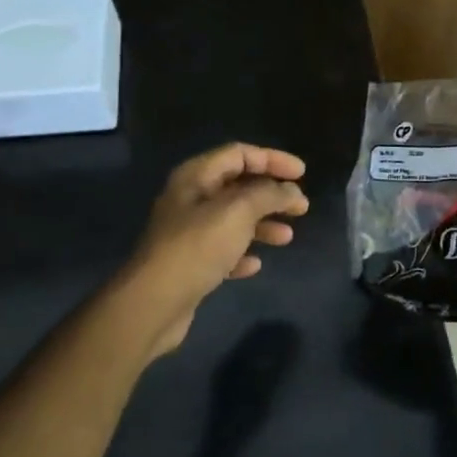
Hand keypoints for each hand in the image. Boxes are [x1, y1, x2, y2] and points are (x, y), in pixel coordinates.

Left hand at [128, 143, 308, 354]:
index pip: (240, 154)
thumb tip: (291, 191)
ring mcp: (188, 232)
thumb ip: (268, 194)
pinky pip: (222, 250)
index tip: (303, 174)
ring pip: (233, 220)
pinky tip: (255, 265)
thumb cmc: (197, 247)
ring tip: (286, 237)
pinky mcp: (189, 263)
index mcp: (196, 176)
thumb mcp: (238, 211)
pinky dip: (242, 253)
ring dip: (262, 224)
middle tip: (301, 207)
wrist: (154, 302)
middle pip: (238, 186)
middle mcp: (190, 199)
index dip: (273, 159)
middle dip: (271, 194)